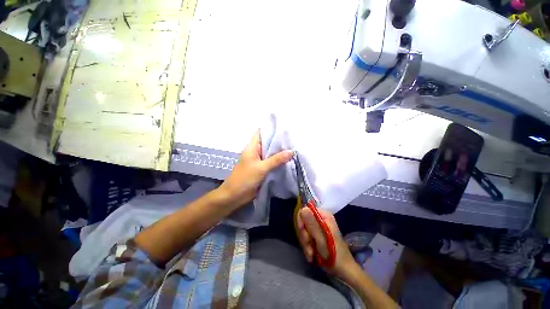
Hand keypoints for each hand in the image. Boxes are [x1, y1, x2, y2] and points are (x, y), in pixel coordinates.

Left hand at [219, 130, 292, 208]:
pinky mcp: (262, 169)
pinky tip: (289, 160)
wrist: (235, 196)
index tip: (284, 127)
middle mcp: (256, 152)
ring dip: (280, 152)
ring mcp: (259, 161)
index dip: (271, 129)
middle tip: (294, 138)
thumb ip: (276, 159)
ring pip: (271, 153)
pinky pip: (272, 163)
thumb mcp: (261, 168)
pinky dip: (279, 161)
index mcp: (252, 147)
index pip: (261, 133)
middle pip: (268, 143)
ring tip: (295, 147)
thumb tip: (291, 151)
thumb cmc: (245, 178)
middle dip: (279, 141)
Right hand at [297, 207, 358, 280]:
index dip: (301, 222)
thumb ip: (312, 224)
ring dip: (305, 243)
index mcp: (323, 215)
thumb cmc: (334, 255)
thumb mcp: (321, 239)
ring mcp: (318, 227)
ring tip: (311, 254)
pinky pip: (306, 237)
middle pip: (303, 221)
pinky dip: (307, 246)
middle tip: (309, 247)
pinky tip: (311, 255)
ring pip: (303, 230)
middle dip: (304, 236)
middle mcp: (320, 218)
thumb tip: (303, 209)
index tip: (304, 235)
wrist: (343, 271)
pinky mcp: (317, 235)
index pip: (304, 210)